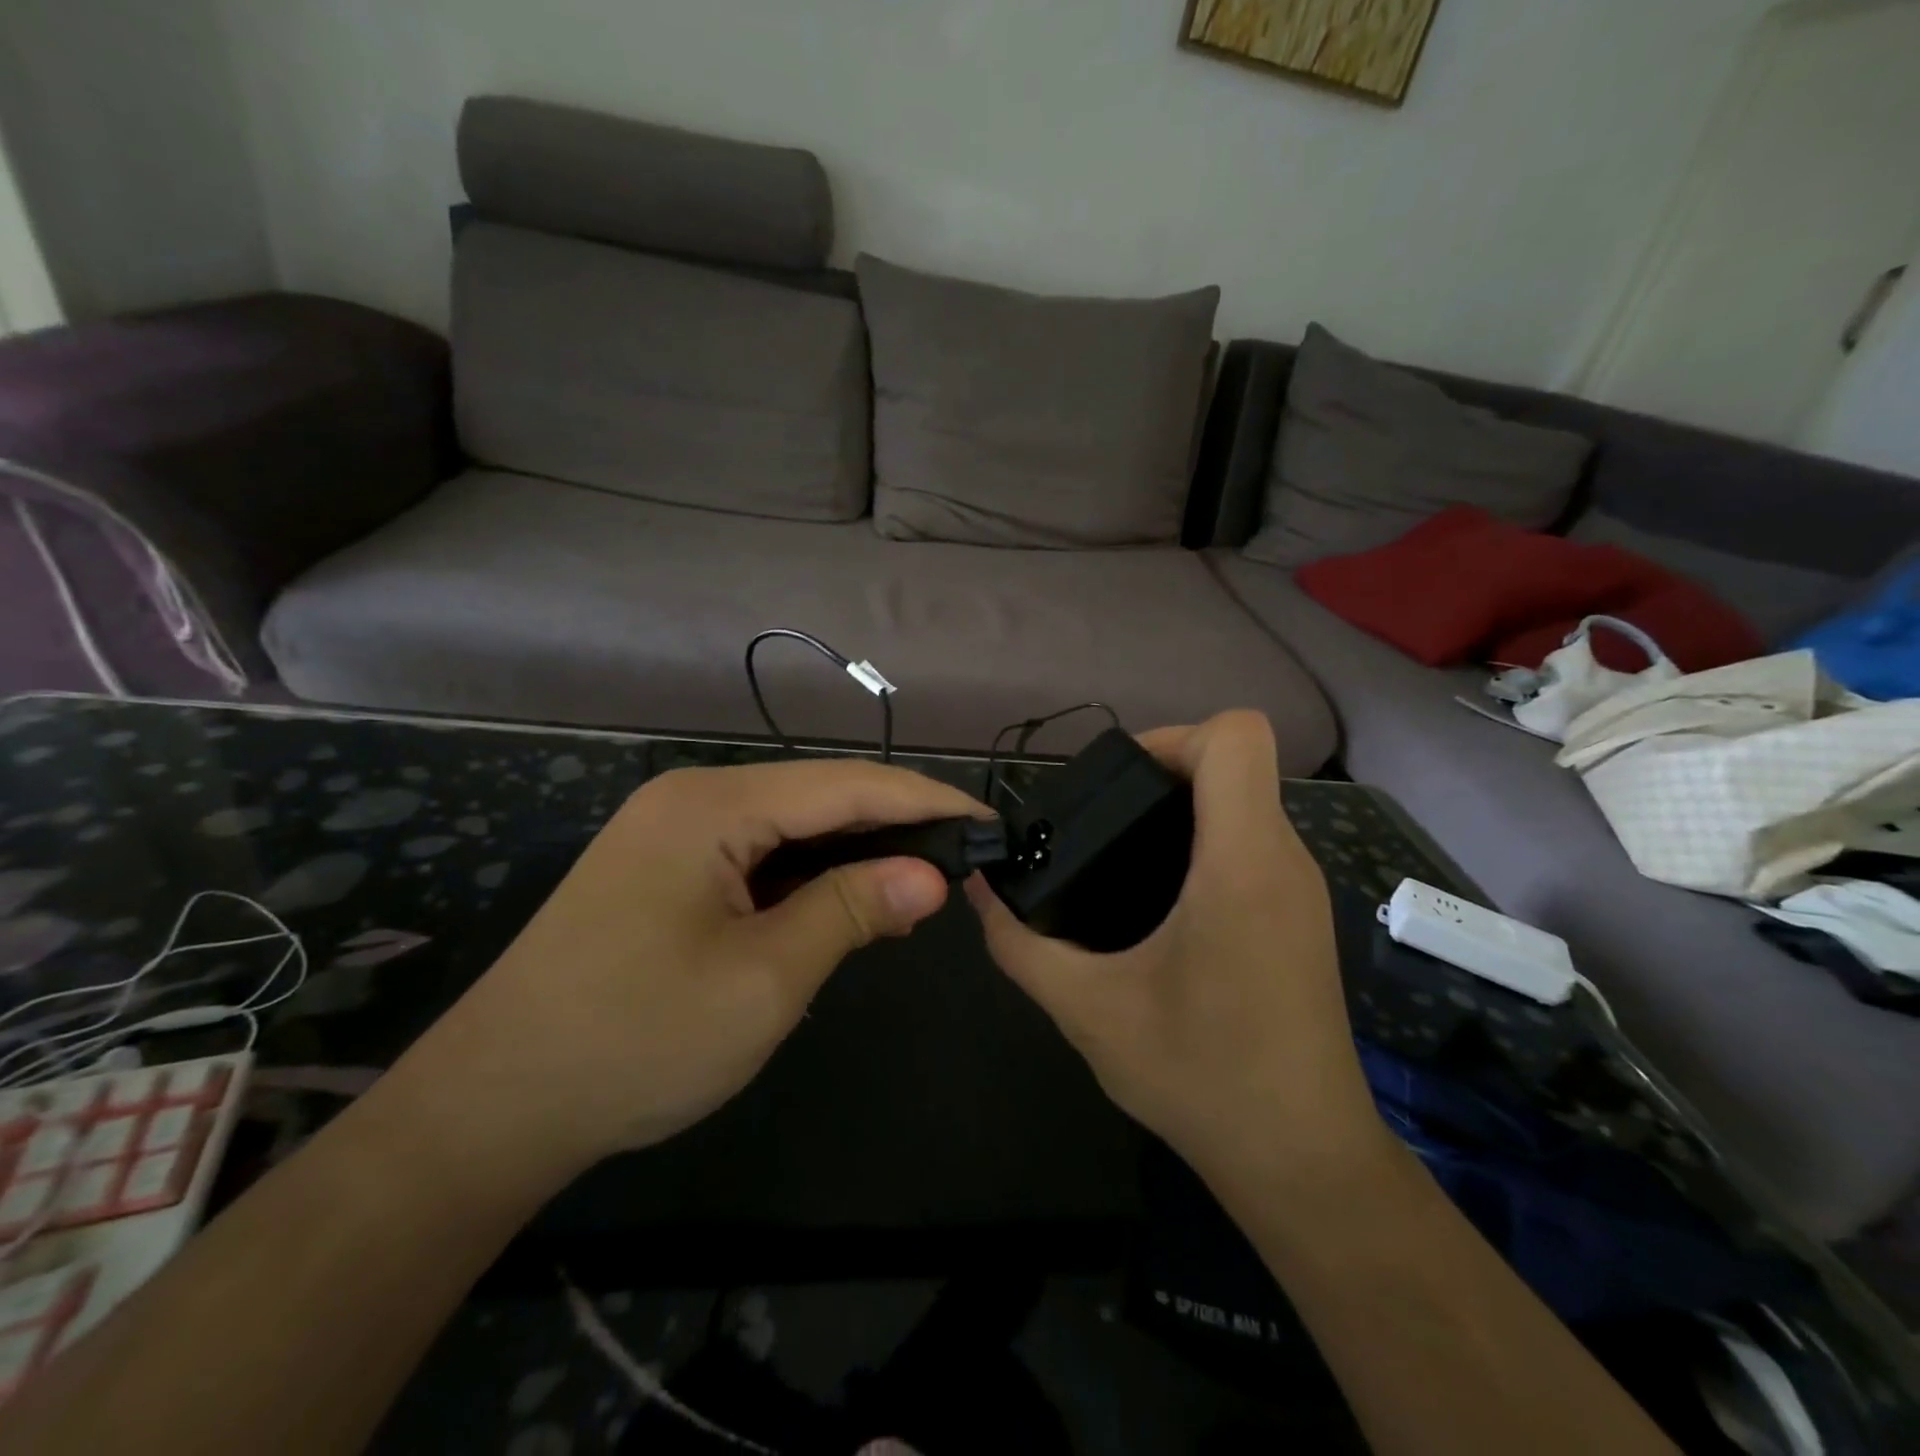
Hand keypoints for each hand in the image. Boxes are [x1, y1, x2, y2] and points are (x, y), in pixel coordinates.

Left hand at [400, 759, 988, 1181]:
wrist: (491, 1108)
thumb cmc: (635, 1041)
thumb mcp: (764, 979)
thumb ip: (852, 910)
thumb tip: (933, 875)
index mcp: (712, 806)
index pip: (846, 786)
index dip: (925, 802)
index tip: (988, 822)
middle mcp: (692, 799)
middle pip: (819, 796)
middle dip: (895, 823)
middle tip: (964, 856)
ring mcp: (673, 831)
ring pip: (791, 825)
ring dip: (855, 850)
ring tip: (921, 879)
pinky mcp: (665, 868)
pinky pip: (759, 853)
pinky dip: (811, 872)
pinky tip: (847, 896)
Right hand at [968, 710, 1389, 1190]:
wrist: (1303, 1162)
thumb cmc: (1201, 1076)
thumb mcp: (1087, 1009)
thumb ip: (1020, 943)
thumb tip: (980, 890)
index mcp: (1242, 862)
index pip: (1236, 737)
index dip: (1171, 737)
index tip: (1117, 784)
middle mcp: (1283, 858)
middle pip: (1234, 763)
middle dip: (1161, 774)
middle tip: (1099, 823)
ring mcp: (1302, 888)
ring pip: (1244, 802)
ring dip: (1182, 811)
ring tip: (1118, 861)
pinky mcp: (1302, 916)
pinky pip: (1253, 843)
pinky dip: (1205, 844)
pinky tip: (1159, 903)